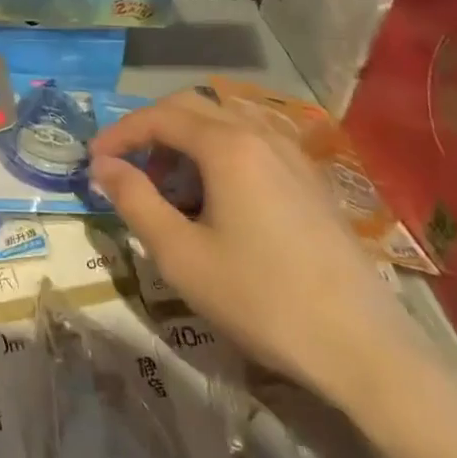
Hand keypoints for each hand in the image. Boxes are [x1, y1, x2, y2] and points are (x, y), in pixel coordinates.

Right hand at [90, 88, 436, 423]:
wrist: (364, 349)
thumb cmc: (261, 299)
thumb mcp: (181, 255)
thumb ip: (134, 201)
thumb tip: (103, 166)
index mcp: (228, 146)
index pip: (159, 116)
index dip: (119, 133)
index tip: (92, 161)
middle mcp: (261, 135)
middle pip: (192, 108)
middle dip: (150, 131)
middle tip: (126, 170)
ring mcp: (292, 156)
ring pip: (224, 124)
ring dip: (184, 143)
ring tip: (167, 190)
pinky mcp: (310, 181)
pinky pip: (251, 145)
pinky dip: (217, 156)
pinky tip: (214, 201)